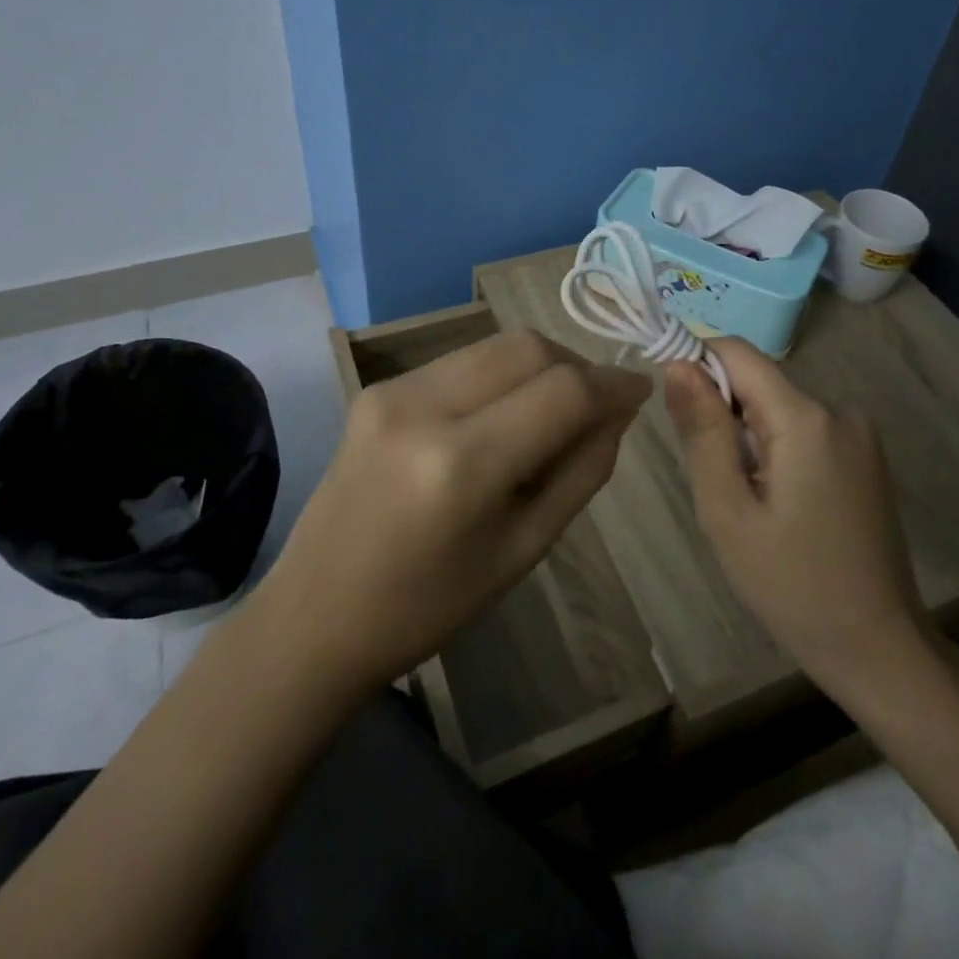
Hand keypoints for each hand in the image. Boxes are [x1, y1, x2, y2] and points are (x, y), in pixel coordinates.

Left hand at [259, 331, 649, 693]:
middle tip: (596, 404)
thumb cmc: (430, 604)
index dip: (613, 384)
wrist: (317, 613)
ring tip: (552, 409)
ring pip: (495, 345)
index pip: (563, 392)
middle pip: (527, 347)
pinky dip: (498, 376)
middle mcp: (424, 408)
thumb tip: (618, 409)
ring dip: (538, 366)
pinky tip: (500, 415)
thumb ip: (582, 470)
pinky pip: (461, 361)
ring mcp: (393, 390)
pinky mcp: (377, 387)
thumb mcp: (525, 549)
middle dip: (575, 365)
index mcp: (463, 465)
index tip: (641, 390)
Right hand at [664, 337, 925, 699]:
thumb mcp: (726, 509)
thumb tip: (677, 364)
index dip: (696, 365)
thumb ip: (702, 429)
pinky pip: (804, 430)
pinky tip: (781, 506)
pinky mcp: (865, 456)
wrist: (878, 649)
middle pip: (758, 382)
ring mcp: (859, 434)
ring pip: (778, 407)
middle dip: (723, 416)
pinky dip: (777, 451)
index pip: (736, 351)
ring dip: (749, 438)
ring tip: (750, 503)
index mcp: (805, 418)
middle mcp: (838, 410)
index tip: (676, 413)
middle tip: (717, 483)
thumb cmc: (790, 584)